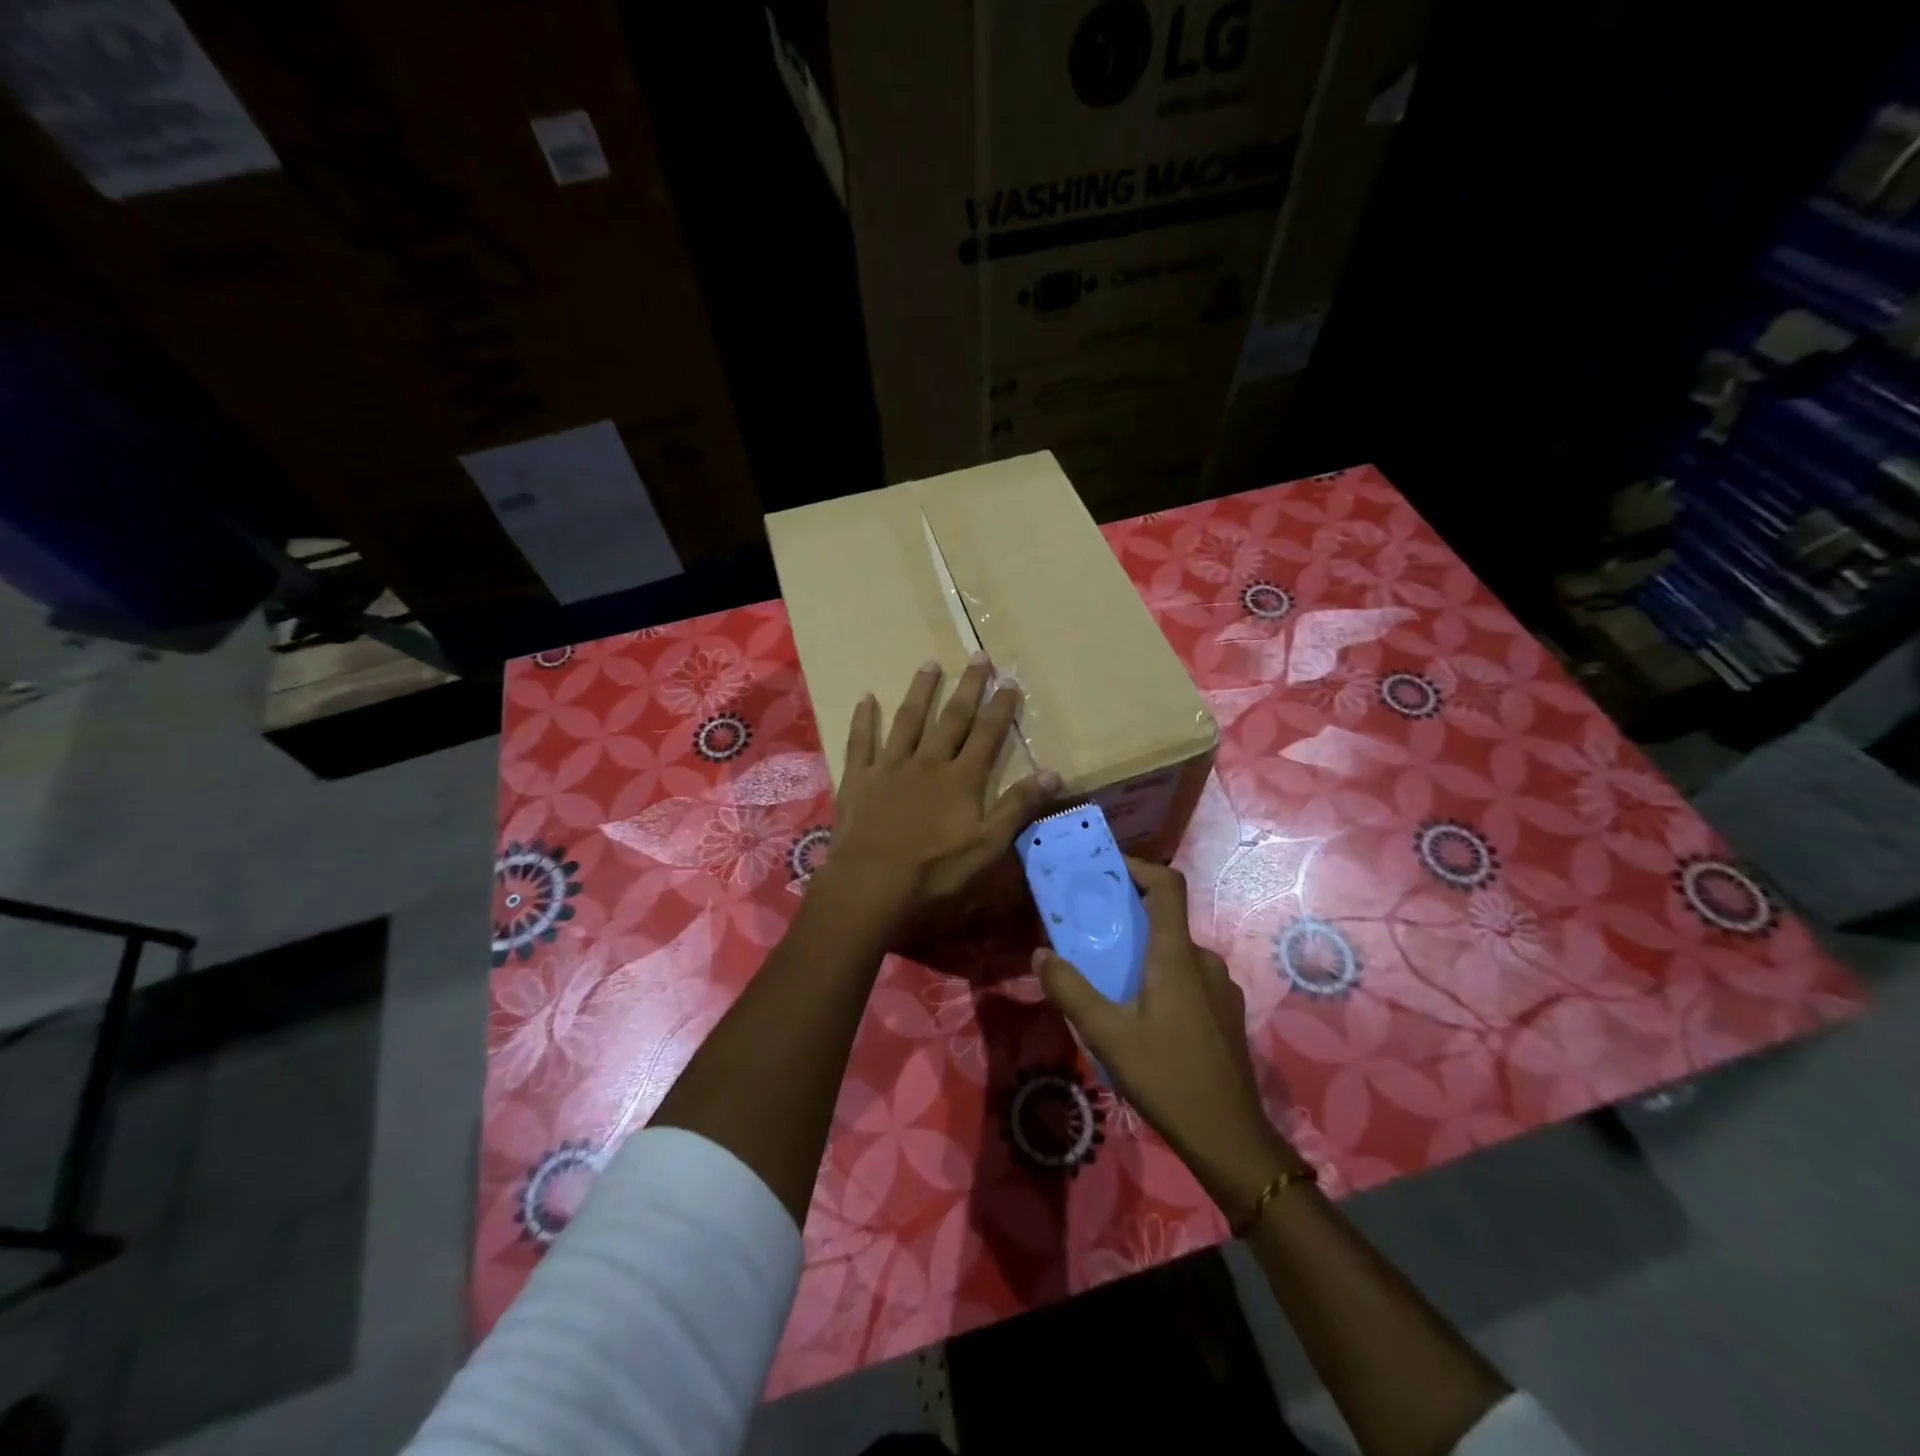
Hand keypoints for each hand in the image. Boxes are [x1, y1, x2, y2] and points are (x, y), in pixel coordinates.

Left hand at [823, 654, 1059, 928]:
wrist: (871, 885)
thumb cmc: (934, 872)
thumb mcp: (987, 848)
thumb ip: (1017, 808)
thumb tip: (1054, 773)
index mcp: (961, 779)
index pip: (987, 734)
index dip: (1001, 707)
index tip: (1011, 680)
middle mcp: (928, 762)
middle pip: (952, 718)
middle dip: (968, 687)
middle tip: (978, 656)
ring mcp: (890, 767)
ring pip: (908, 720)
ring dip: (921, 691)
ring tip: (930, 663)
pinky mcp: (858, 779)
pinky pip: (860, 741)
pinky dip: (863, 719)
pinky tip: (866, 697)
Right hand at [1035, 859, 1304, 1216]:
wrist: (1230, 1137)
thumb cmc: (1166, 1077)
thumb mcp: (1107, 1035)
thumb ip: (1070, 990)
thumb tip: (1040, 954)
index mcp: (1177, 956)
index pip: (1168, 886)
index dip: (1140, 867)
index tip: (1109, 869)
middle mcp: (1204, 961)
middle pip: (1166, 920)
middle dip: (1129, 919)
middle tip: (1093, 934)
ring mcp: (1221, 988)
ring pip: (1177, 953)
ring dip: (1145, 954)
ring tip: (1112, 981)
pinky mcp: (1226, 1013)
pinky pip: (1190, 978)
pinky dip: (1163, 978)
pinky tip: (1144, 1016)